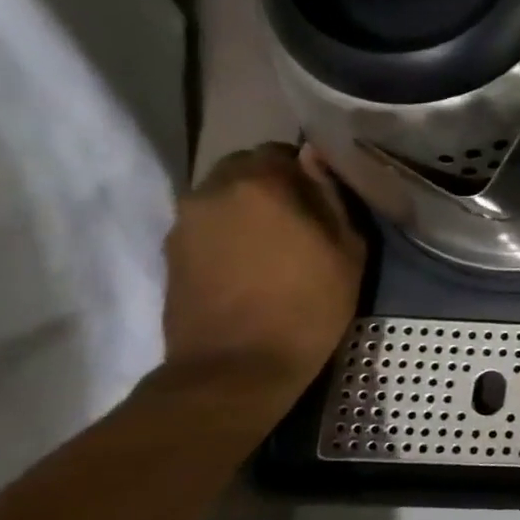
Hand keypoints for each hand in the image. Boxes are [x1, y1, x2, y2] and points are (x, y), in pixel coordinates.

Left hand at [162, 143, 366, 402]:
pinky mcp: (171, 252)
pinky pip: (207, 225)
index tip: (323, 198)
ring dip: (248, 209)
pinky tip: (250, 265)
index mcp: (261, 182)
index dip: (306, 171)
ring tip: (275, 245)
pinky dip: (228, 234)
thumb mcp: (347, 249)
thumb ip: (332, 196)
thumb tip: (315, 160)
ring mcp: (185, 221)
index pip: (282, 150)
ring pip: (223, 196)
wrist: (235, 368)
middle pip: (245, 169)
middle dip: (272, 185)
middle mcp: (213, 190)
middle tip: (301, 219)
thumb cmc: (307, 305)